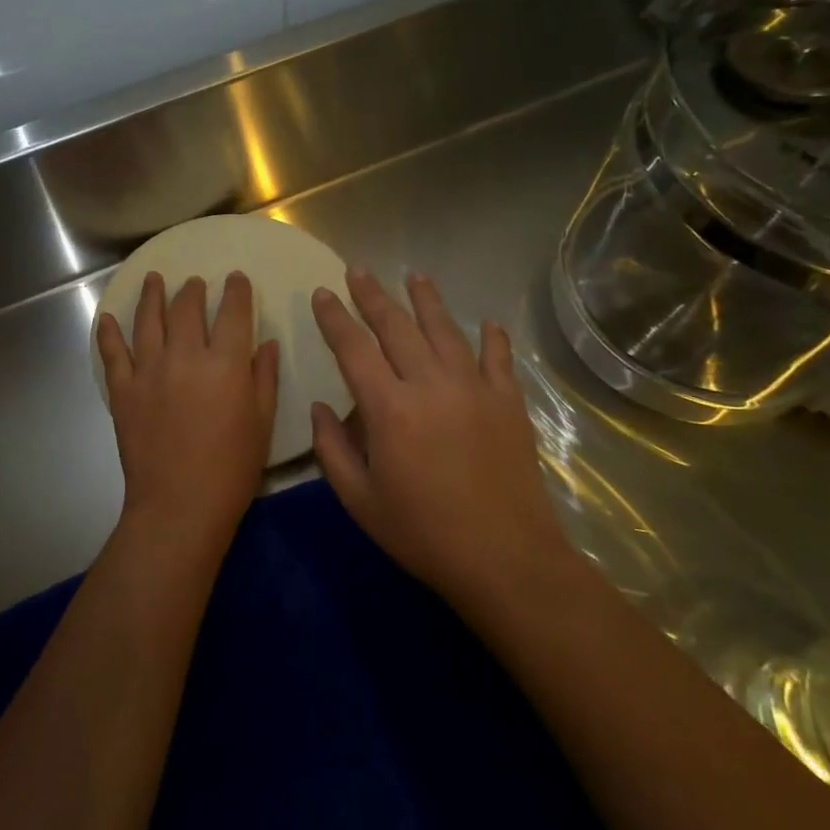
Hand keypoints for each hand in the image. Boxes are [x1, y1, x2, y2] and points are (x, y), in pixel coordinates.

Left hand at [97, 270, 279, 544]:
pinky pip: (112, 353)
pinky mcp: (122, 391)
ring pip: (147, 321)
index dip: (236, 291)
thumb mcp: (262, 423)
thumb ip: (264, 378)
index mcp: (225, 363)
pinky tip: (107, 318)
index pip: (232, 312)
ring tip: (154, 279)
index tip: (237, 278)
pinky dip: (108, 333)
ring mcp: (148, 371)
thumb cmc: (231, 469)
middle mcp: (184, 356)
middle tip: (195, 282)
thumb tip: (266, 343)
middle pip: (186, 309)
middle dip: (193, 290)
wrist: (180, 505)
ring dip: (152, 296)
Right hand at [309, 268, 567, 609]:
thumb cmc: (423, 534)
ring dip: (426, 300)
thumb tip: (320, 408)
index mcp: (389, 409)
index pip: (354, 348)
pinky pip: (497, 357)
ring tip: (414, 275)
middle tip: (358, 270)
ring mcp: (475, 389)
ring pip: (445, 330)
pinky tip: (486, 323)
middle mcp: (430, 385)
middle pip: (397, 327)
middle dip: (373, 296)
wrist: (505, 558)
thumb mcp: (360, 501)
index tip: (322, 293)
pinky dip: (491, 337)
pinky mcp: (508, 402)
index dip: (334, 318)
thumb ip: (332, 450)